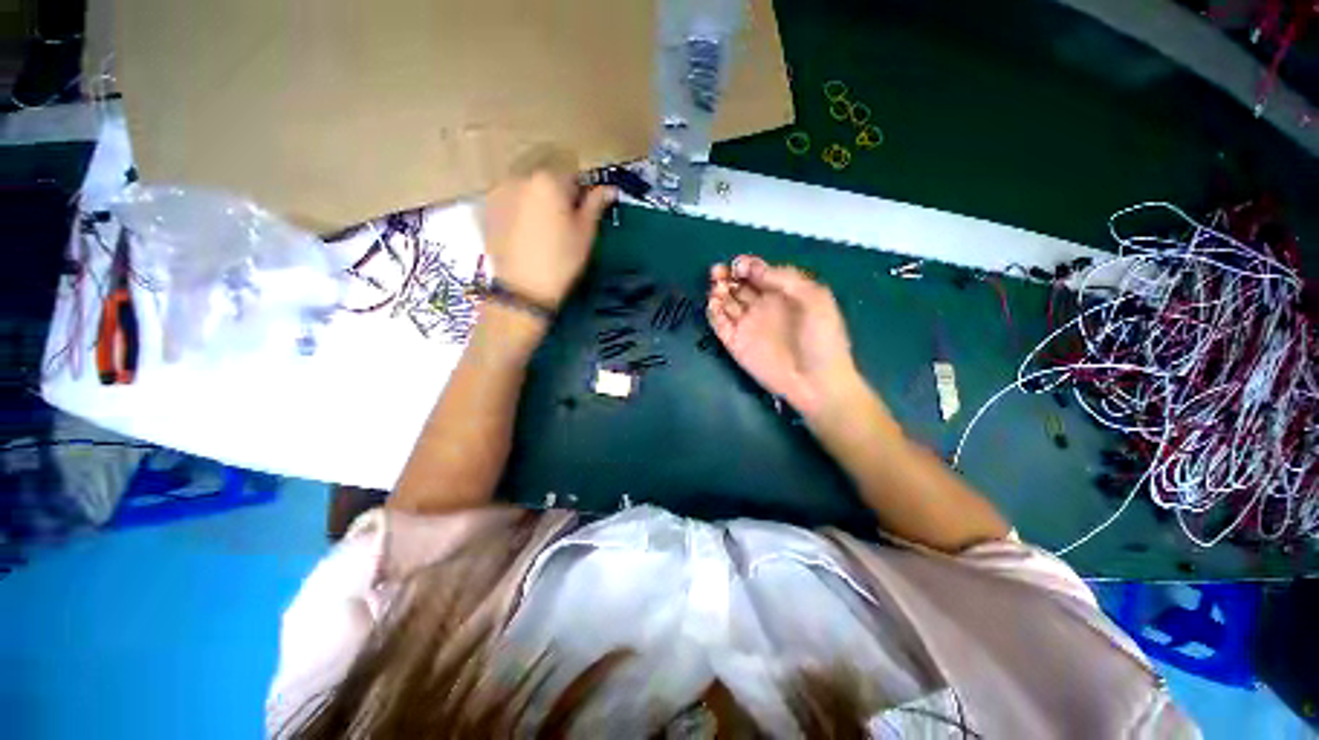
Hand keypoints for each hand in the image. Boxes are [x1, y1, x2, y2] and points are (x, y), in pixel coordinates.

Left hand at [482, 171, 615, 308]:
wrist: (523, 288)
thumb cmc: (562, 260)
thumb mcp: (585, 234)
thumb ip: (595, 205)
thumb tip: (610, 189)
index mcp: (549, 180)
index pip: (572, 177)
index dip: (580, 197)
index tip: (581, 217)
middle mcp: (520, 177)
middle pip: (546, 182)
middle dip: (556, 198)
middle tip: (562, 227)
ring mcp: (499, 192)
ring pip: (526, 191)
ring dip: (536, 203)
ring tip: (541, 232)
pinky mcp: (486, 209)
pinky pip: (509, 202)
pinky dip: (518, 211)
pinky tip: (523, 235)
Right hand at [707, 255, 860, 418]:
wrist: (815, 382)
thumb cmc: (821, 338)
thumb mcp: (815, 298)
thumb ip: (784, 278)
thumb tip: (751, 268)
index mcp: (783, 293)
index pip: (758, 272)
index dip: (747, 265)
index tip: (738, 265)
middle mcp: (762, 306)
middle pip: (739, 285)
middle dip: (727, 275)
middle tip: (717, 272)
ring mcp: (747, 325)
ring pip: (726, 302)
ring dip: (718, 290)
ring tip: (717, 288)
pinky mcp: (735, 343)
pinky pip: (719, 324)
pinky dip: (713, 312)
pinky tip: (714, 304)